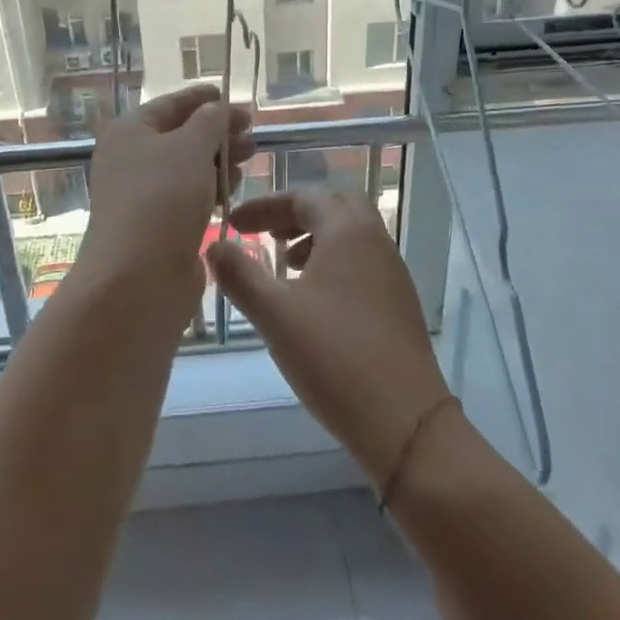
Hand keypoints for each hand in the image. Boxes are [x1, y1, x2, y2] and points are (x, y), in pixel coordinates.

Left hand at [76, 85, 253, 311]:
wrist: (137, 278)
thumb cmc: (162, 198)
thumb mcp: (191, 147)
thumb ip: (210, 121)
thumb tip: (217, 109)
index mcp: (130, 131)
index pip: (170, 104)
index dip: (202, 98)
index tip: (232, 97)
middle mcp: (131, 159)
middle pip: (181, 136)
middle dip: (218, 133)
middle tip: (252, 135)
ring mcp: (143, 195)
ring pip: (188, 168)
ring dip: (218, 161)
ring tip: (247, 160)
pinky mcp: (158, 226)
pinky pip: (189, 197)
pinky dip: (211, 190)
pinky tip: (233, 191)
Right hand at [210, 186, 450, 487]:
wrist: (406, 421)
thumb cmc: (334, 357)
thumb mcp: (275, 315)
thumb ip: (240, 275)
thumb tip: (213, 246)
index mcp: (348, 231)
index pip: (304, 197)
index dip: (265, 206)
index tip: (234, 224)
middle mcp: (375, 241)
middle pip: (333, 206)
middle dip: (294, 214)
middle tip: (264, 234)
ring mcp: (392, 272)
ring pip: (350, 234)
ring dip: (315, 238)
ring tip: (285, 267)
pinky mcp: (399, 302)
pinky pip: (362, 260)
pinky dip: (333, 262)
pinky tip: (313, 301)